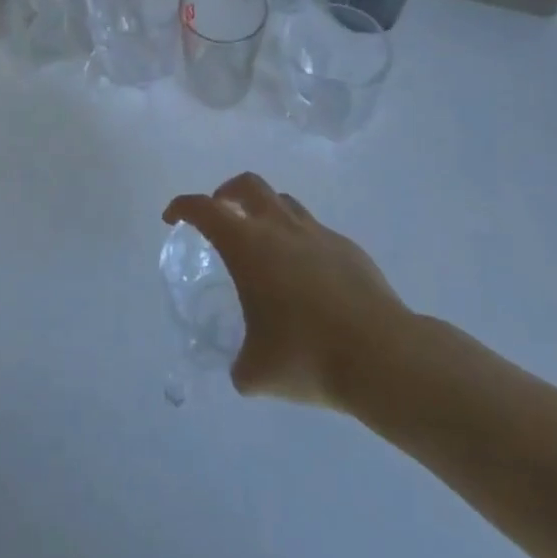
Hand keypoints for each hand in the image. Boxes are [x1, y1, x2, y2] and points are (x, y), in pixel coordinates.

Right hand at [164, 172, 414, 410]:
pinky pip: (314, 231)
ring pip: (283, 201)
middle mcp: (280, 228)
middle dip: (226, 193)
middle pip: (247, 185)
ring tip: (262, 242)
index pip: (204, 209)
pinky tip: (306, 276)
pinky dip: (299, 240)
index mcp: (248, 246)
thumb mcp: (258, 372)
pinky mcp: (348, 248)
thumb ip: (241, 366)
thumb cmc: (308, 356)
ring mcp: (317, 234)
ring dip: (265, 211)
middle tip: (219, 216)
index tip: (173, 218)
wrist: (383, 357)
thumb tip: (242, 370)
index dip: (183, 207)